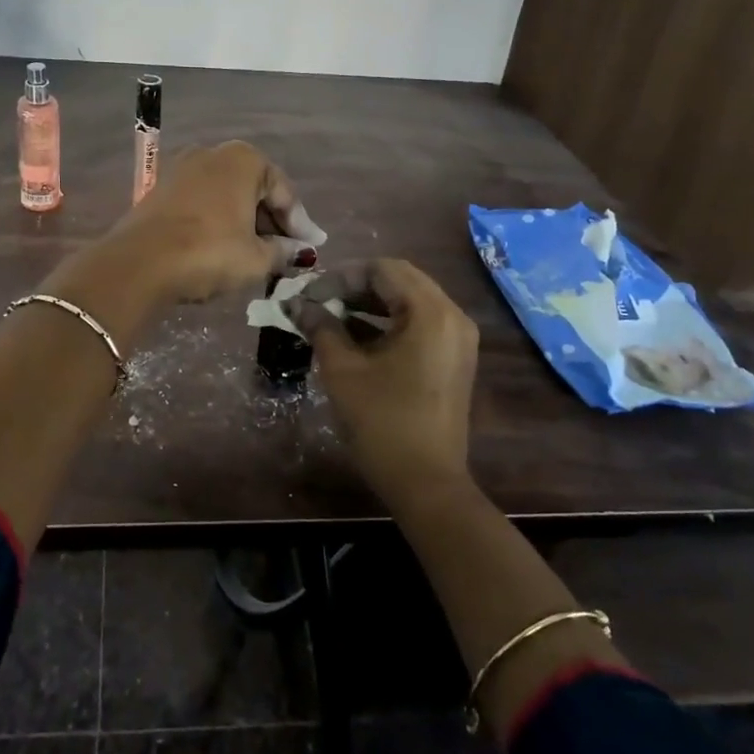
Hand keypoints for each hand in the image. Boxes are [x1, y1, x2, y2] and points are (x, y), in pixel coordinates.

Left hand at [109, 141, 326, 303]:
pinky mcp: (162, 188)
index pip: (283, 192)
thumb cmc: (208, 253)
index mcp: (244, 159)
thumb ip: (283, 251)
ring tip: (258, 253)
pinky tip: (225, 245)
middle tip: (287, 252)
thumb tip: (299, 252)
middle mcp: (214, 153)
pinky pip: (203, 201)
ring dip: (245, 221)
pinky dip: (219, 220)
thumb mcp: (255, 259)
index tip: (311, 249)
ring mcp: (183, 167)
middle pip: (255, 189)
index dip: (300, 224)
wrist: (138, 263)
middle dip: (272, 221)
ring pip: (227, 195)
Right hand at [288, 259, 478, 504]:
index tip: (310, 294)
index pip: (383, 269)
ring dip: (370, 304)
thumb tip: (296, 304)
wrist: (427, 484)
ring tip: (330, 316)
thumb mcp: (343, 370)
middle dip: (355, 286)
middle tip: (319, 301)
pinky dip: (388, 322)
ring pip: (409, 301)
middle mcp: (452, 316)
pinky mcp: (454, 358)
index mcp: (430, 312)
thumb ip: (320, 327)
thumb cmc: (383, 423)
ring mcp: (457, 338)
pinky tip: (354, 335)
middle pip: (399, 280)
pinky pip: (419, 323)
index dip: (342, 276)